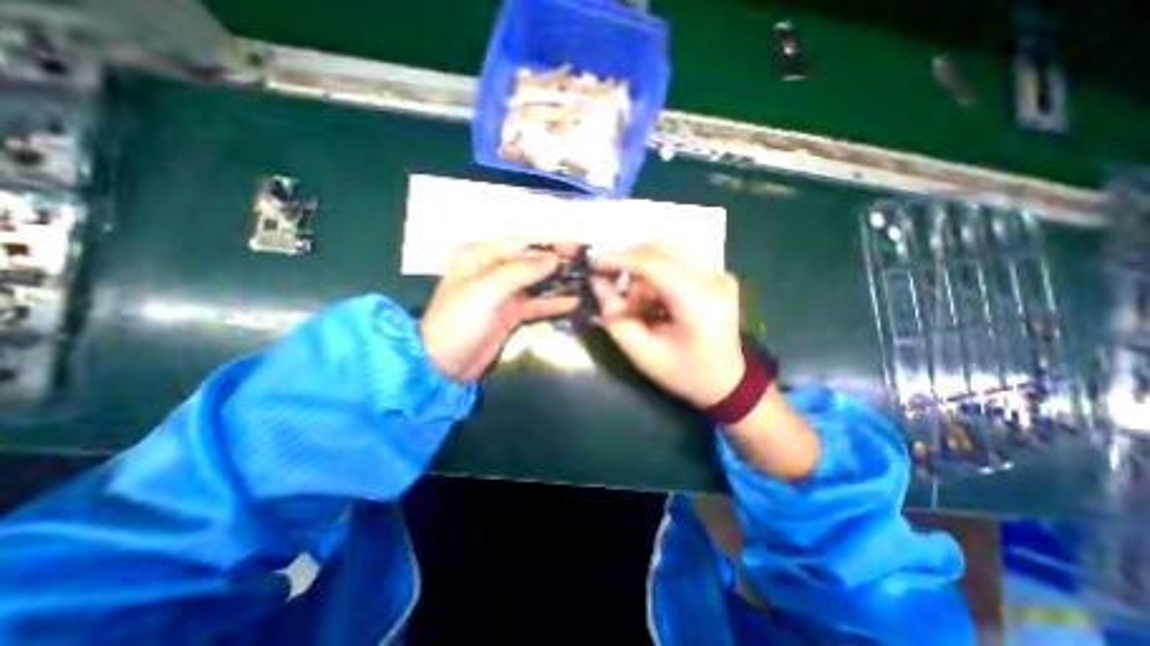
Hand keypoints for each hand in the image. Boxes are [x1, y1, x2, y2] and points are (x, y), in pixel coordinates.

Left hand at [420, 240, 580, 383]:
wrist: (445, 364)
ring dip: (559, 282)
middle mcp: (493, 269)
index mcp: (479, 255)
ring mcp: (504, 292)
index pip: (521, 244)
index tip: (577, 246)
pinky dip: (554, 303)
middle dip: (558, 262)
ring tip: (585, 281)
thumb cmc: (459, 321)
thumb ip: (521, 272)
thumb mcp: (486, 291)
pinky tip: (574, 301)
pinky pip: (537, 303)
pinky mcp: (512, 312)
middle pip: (531, 261)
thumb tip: (554, 258)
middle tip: (586, 263)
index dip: (549, 244)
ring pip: (537, 282)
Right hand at [593, 241, 816, 479]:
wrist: (725, 380)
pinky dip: (657, 268)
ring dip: (643, 268)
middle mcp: (714, 279)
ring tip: (639, 300)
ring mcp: (720, 272)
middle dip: (630, 264)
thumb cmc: (682, 373)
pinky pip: (677, 256)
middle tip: (613, 286)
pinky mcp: (718, 272)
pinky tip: (654, 294)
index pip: (654, 264)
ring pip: (668, 248)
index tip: (594, 264)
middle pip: (661, 248)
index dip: (620, 260)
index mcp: (699, 303)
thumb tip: (598, 283)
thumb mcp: (641, 353)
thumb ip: (615, 317)